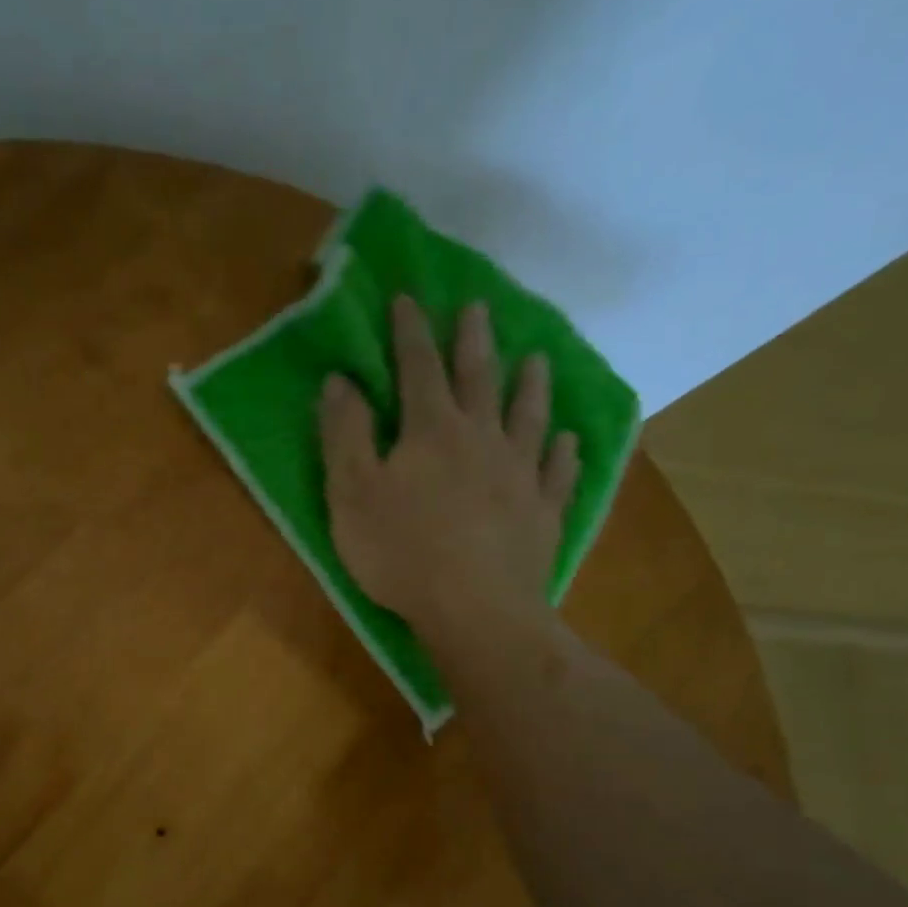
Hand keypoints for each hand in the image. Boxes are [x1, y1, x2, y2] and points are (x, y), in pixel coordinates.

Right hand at [319, 296, 579, 642]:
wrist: (475, 608)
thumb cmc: (401, 552)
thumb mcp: (351, 494)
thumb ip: (344, 435)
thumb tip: (340, 381)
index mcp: (431, 431)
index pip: (418, 367)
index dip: (410, 331)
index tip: (408, 298)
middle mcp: (482, 439)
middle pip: (480, 379)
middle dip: (474, 340)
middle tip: (479, 307)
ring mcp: (520, 474)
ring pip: (528, 417)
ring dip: (531, 384)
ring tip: (537, 359)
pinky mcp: (543, 512)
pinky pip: (558, 472)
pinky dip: (563, 452)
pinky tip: (567, 440)